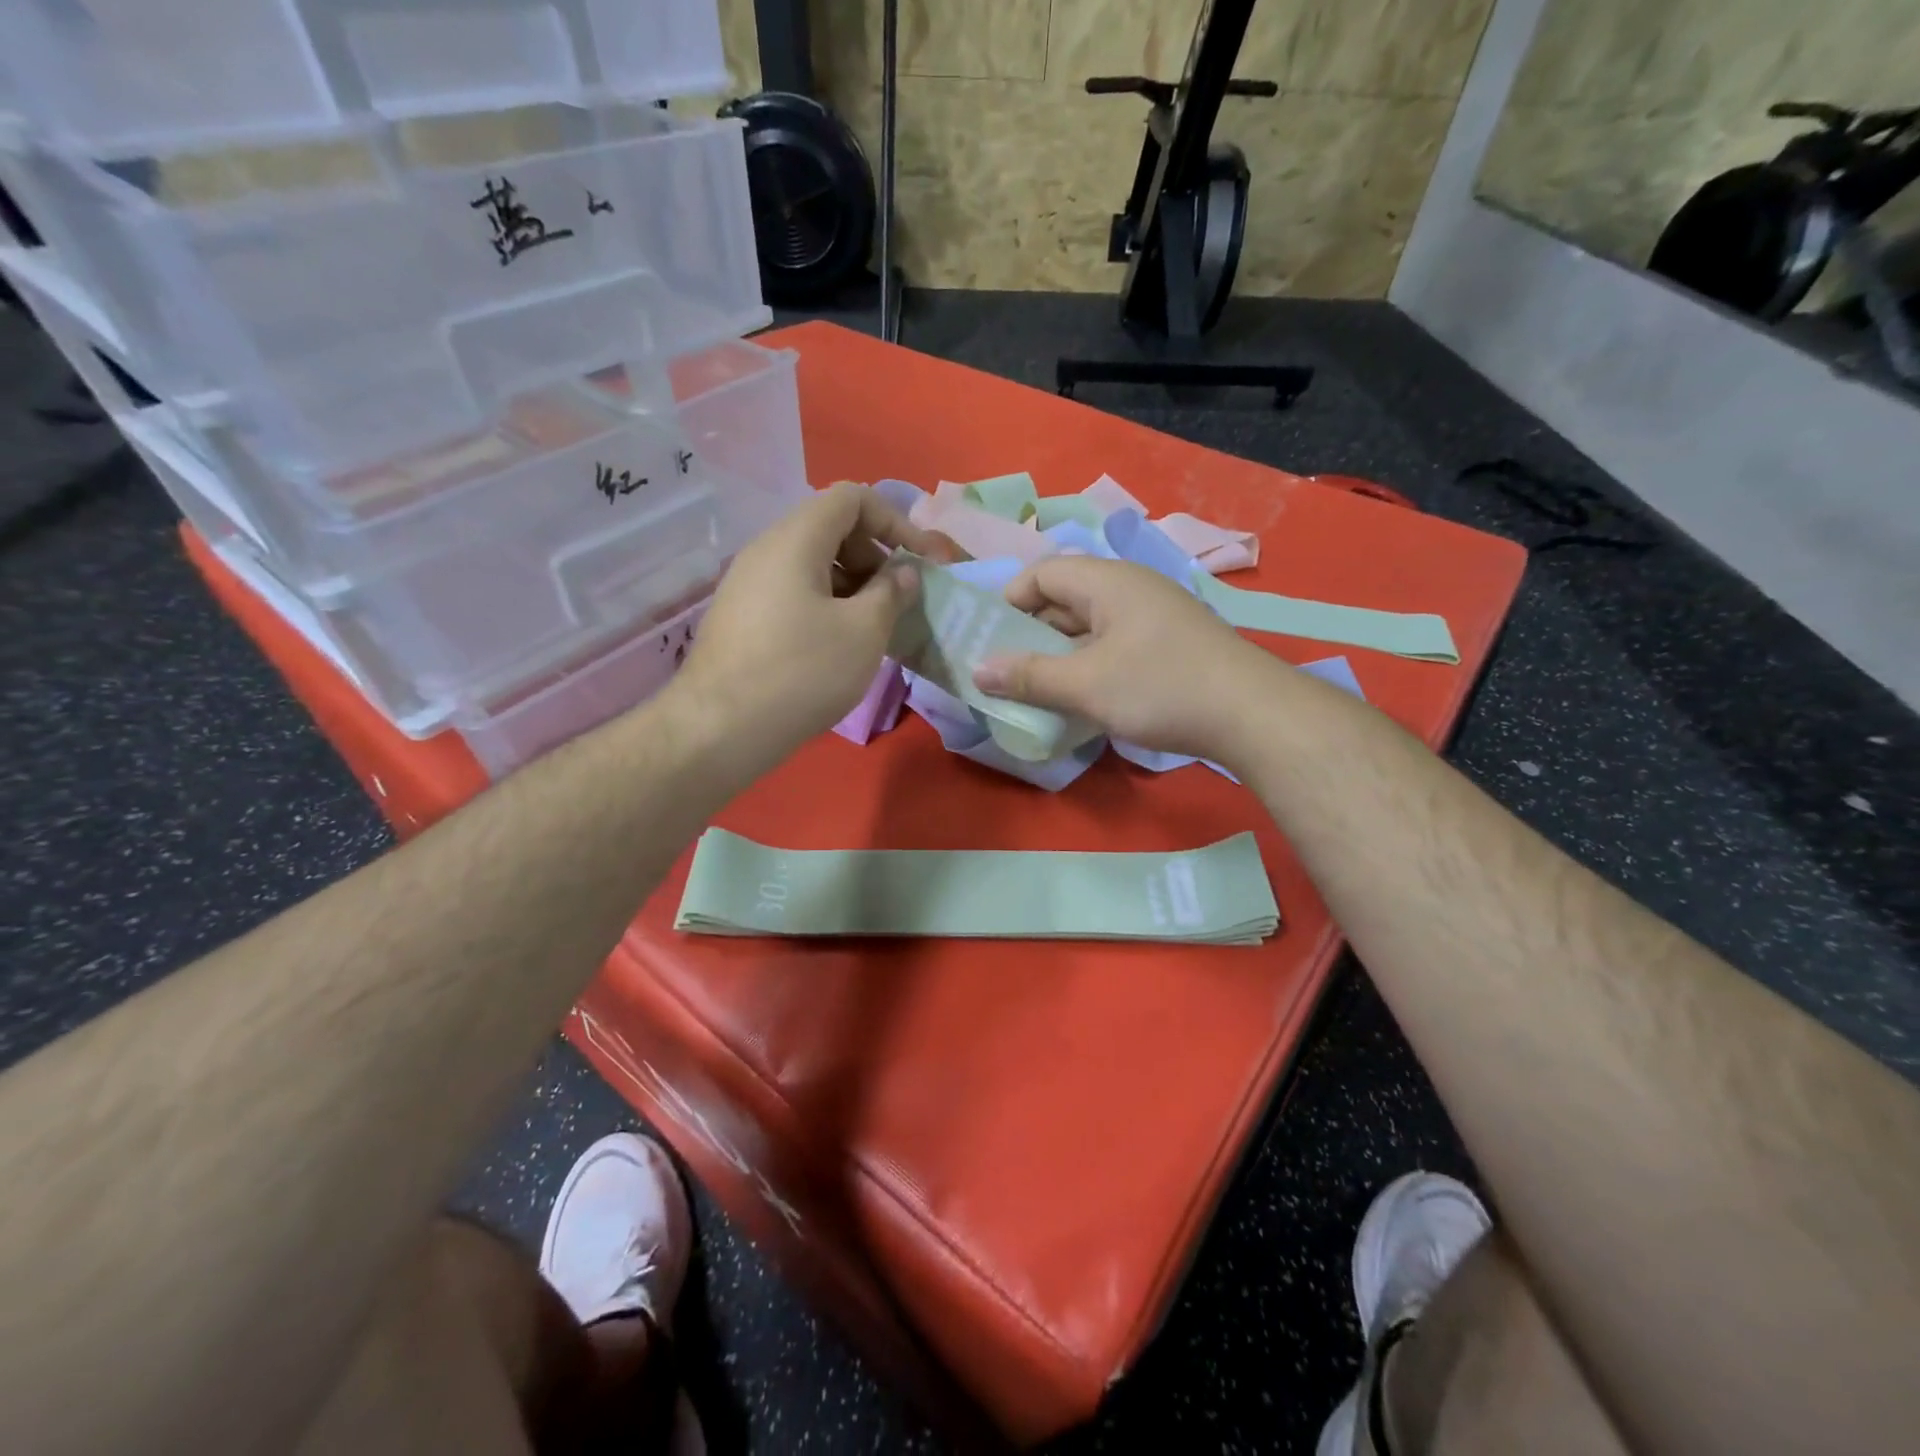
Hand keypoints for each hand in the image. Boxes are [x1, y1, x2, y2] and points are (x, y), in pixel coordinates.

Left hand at [673, 482, 960, 762]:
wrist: (720, 729)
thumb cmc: (802, 672)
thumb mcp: (864, 631)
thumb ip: (892, 592)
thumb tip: (904, 572)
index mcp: (796, 539)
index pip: (852, 498)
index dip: (895, 520)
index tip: (920, 560)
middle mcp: (766, 550)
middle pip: (830, 528)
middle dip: (875, 554)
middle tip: (899, 598)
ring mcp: (748, 584)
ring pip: (812, 564)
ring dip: (853, 584)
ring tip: (876, 626)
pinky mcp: (742, 617)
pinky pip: (793, 592)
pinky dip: (827, 604)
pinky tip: (840, 645)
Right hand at [971, 556, 1273, 760]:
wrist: (1252, 714)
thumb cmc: (1160, 688)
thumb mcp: (1085, 685)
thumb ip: (1029, 676)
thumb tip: (978, 670)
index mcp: (1107, 582)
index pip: (1042, 572)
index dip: (1010, 601)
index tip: (991, 640)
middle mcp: (1130, 588)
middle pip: (1065, 598)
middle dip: (1031, 632)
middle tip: (1006, 670)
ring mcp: (1154, 615)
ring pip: (1090, 625)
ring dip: (1061, 653)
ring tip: (1038, 688)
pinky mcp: (1170, 644)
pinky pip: (1114, 643)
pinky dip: (1090, 664)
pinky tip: (1083, 696)